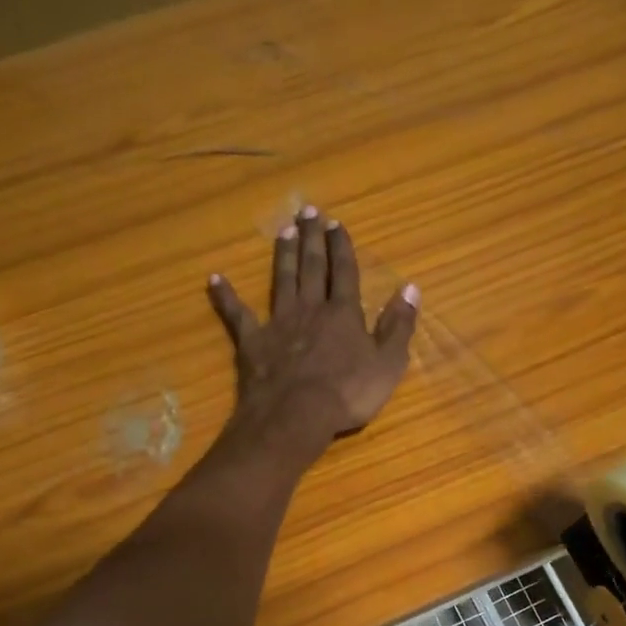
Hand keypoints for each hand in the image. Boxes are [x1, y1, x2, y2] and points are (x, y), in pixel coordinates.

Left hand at [207, 205, 419, 446]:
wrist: (297, 414)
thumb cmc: (349, 393)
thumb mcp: (388, 363)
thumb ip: (398, 326)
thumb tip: (411, 289)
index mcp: (343, 314)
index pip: (344, 272)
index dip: (341, 248)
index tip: (336, 224)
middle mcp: (310, 309)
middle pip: (311, 267)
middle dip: (311, 239)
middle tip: (308, 211)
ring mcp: (279, 323)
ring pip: (281, 281)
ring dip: (282, 256)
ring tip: (282, 231)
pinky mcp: (252, 342)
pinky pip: (237, 315)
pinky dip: (226, 297)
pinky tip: (215, 280)